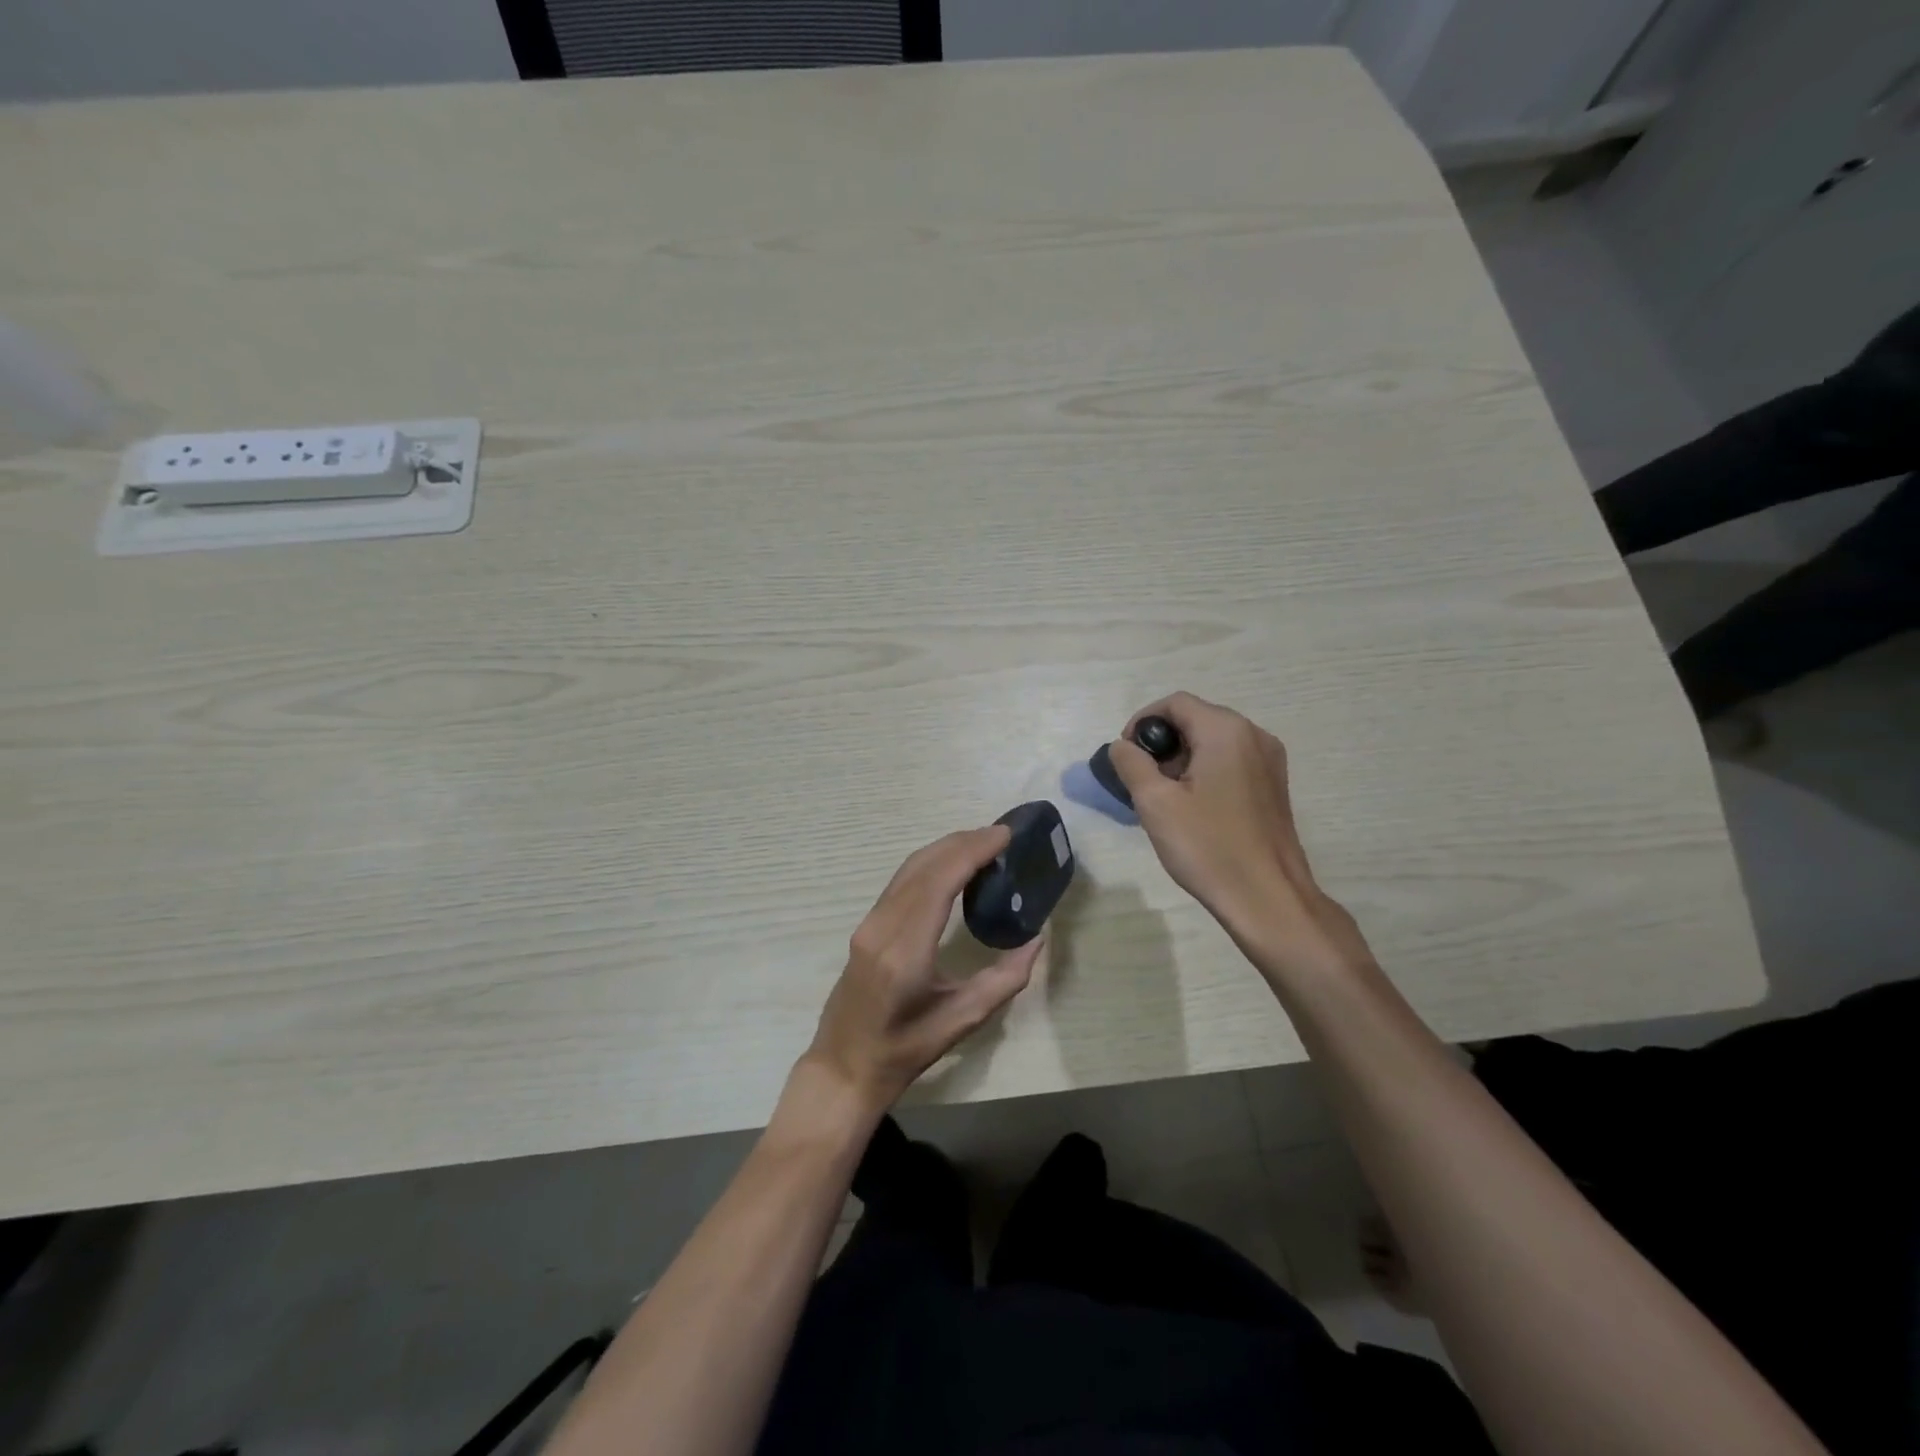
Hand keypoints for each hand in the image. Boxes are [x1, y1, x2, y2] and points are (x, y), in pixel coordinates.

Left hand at [804, 826, 1042, 1112]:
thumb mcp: (962, 1021)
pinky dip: (930, 864)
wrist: (843, 1067)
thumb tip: (1037, 938)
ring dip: (945, 849)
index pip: (940, 881)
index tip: (1004, 834)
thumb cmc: (904, 1051)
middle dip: (963, 842)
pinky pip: (900, 882)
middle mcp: (882, 927)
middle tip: (1001, 835)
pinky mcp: (866, 926)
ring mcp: (869, 924)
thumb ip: (1005, 979)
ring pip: (909, 869)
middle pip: (923, 866)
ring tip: (983, 843)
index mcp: (905, 950)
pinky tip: (952, 866)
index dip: (972, 851)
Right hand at [1108, 692, 1371, 977]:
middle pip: (1196, 718)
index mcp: (1226, 731)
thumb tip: (1123, 745)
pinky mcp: (1274, 786)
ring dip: (1182, 758)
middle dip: (1163, 743)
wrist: (1267, 898)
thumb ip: (1131, 763)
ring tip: (1164, 797)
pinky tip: (1193, 807)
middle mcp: (1254, 735)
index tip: (1126, 756)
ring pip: (1213, 741)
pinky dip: (1205, 771)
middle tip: (1141, 779)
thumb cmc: (1208, 846)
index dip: (1143, 722)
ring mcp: (1270, 761)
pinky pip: (1231, 761)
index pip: (1175, 703)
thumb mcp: (1155, 802)